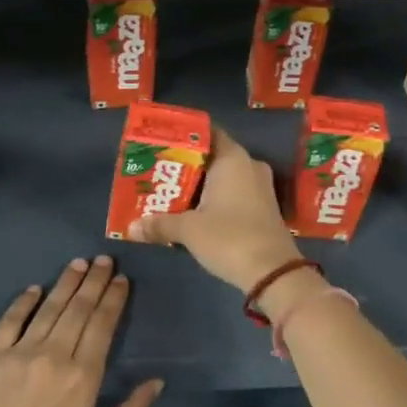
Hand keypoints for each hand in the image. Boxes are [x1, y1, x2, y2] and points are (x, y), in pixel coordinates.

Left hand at [0, 256, 162, 406]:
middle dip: (94, 280)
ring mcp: (20, 353)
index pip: (103, 324)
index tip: (121, 278)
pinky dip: (24, 302)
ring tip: (78, 263)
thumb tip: (158, 381)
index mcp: (84, 376)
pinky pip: (10, 321)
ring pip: (49, 308)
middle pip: (79, 308)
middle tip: (104, 258)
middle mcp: (55, 355)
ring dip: (66, 282)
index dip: (113, 298)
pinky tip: (35, 288)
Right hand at [128, 127, 301, 290]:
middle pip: (213, 156)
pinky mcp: (263, 208)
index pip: (207, 133)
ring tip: (170, 192)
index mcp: (233, 159)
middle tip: (158, 171)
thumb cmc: (229, 238)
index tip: (162, 143)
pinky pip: (234, 193)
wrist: (273, 273)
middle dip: (186, 164)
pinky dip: (214, 199)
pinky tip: (193, 211)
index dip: (184, 136)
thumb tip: (132, 227)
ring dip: (200, 185)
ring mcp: (260, 187)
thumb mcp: (189, 230)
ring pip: (224, 177)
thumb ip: (160, 224)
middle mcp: (249, 166)